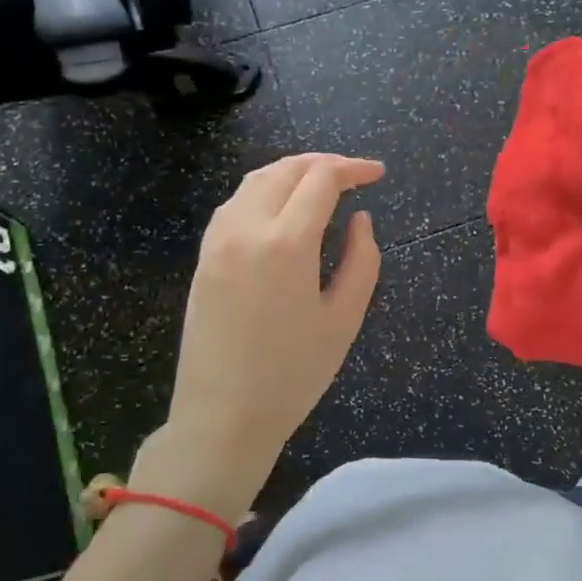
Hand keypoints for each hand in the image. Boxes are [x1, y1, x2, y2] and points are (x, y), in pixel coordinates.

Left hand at [146, 154, 382, 492]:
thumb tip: (359, 220)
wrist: (222, 417)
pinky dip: (264, 190)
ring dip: (292, 172)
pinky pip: (235, 203)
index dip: (353, 169)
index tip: (378, 174)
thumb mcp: (344, 319)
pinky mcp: (203, 256)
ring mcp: (218, 240)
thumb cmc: (293, 374)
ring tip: (321, 184)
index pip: (322, 180)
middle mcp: (246, 228)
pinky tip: (281, 207)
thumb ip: (362, 260)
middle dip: (324, 163)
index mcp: (286, 242)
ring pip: (256, 180)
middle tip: (354, 175)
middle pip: (286, 170)